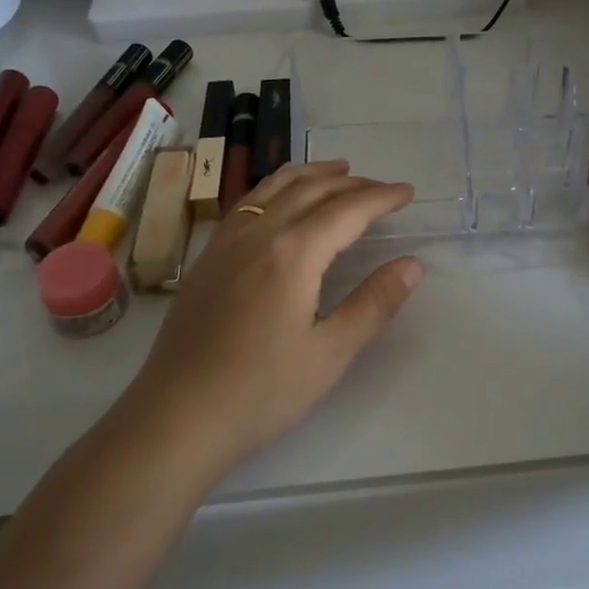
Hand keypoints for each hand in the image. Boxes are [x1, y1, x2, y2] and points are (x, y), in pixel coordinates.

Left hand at [117, 162, 422, 479]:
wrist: (176, 418)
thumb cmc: (260, 392)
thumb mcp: (330, 354)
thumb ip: (373, 303)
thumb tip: (412, 264)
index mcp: (293, 253)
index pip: (347, 210)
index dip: (380, 198)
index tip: (407, 191)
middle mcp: (258, 233)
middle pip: (311, 190)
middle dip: (351, 183)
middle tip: (381, 187)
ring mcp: (226, 242)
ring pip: (273, 188)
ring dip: (311, 174)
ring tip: (337, 170)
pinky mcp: (206, 258)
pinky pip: (247, 203)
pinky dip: (275, 187)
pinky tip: (279, 199)